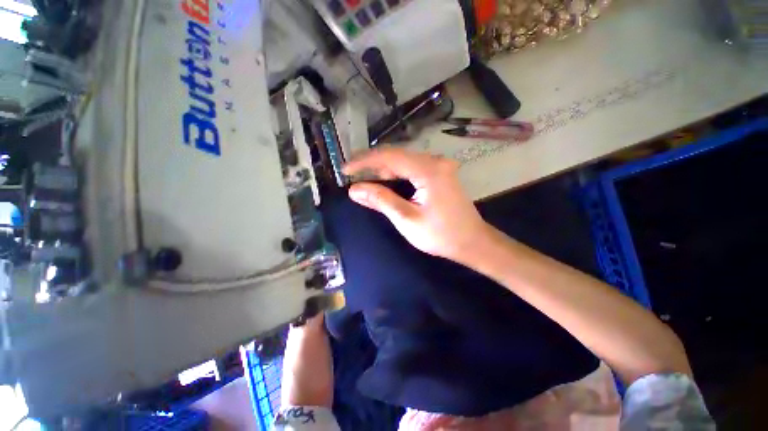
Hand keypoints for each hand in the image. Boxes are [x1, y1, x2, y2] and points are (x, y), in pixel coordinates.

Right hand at [343, 148, 489, 262]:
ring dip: (383, 169)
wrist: (473, 242)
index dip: (364, 161)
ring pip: (403, 161)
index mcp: (428, 170)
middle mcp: (434, 161)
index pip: (389, 157)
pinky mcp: (439, 173)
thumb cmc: (441, 235)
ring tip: (363, 178)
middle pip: (396, 155)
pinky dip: (396, 174)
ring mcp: (439, 166)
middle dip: (371, 164)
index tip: (345, 169)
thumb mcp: (407, 219)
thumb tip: (354, 190)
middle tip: (351, 174)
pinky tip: (384, 181)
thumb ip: (381, 200)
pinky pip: (412, 168)